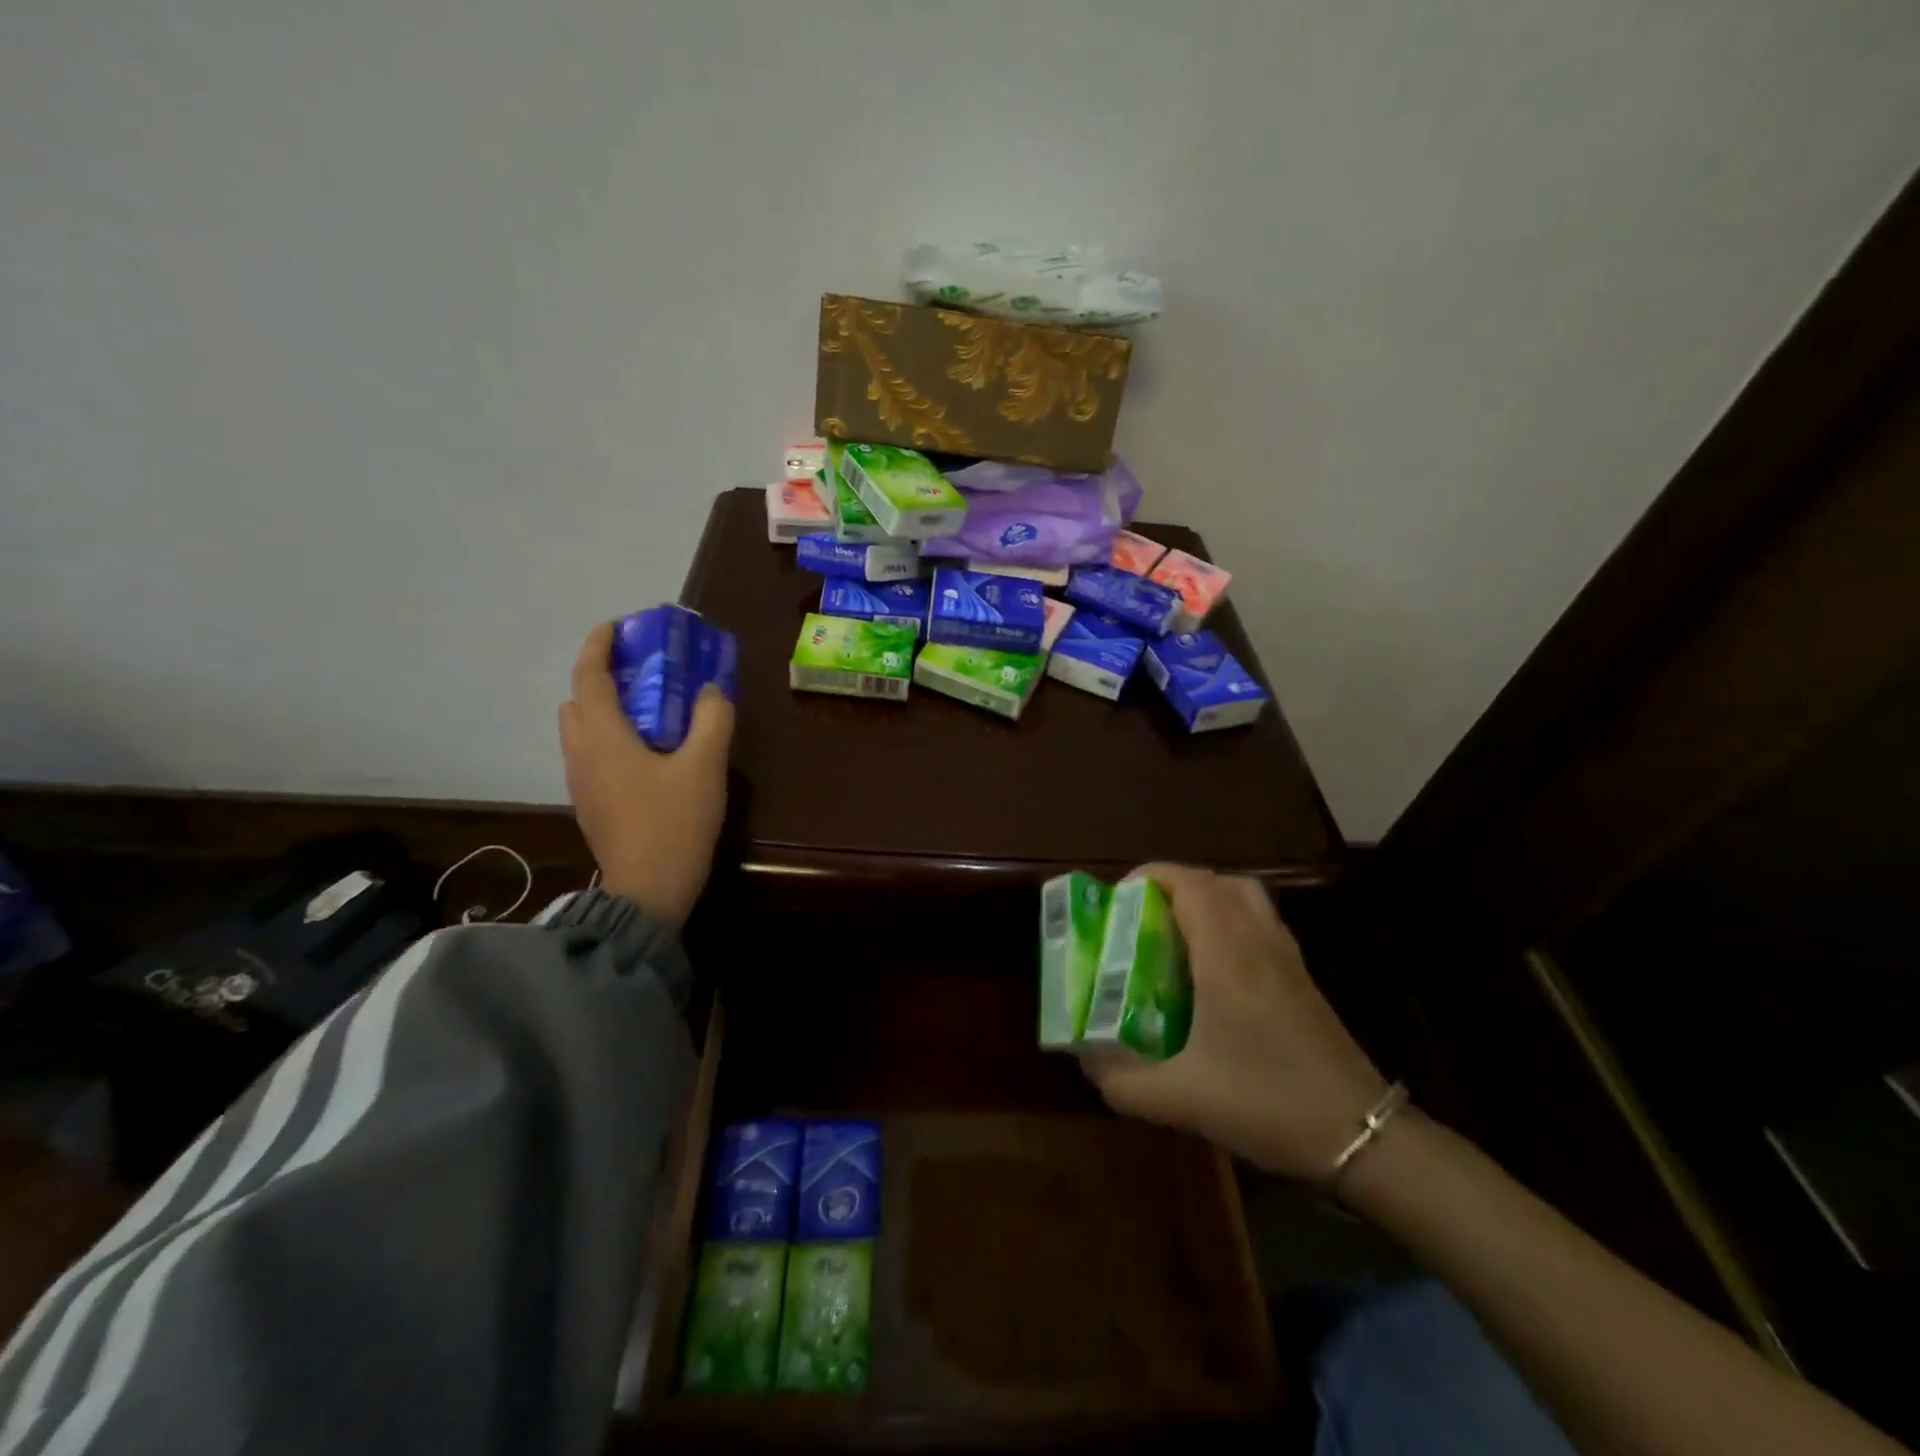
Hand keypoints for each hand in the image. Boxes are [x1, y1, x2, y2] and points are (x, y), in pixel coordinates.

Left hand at [557, 621, 734, 929]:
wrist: (647, 891)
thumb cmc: (674, 822)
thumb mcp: (705, 766)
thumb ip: (712, 719)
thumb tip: (711, 690)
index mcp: (603, 736)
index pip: (589, 675)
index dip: (600, 644)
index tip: (619, 626)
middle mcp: (581, 753)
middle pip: (578, 700)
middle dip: (602, 677)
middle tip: (642, 672)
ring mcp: (580, 782)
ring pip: (581, 730)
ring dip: (605, 709)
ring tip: (647, 712)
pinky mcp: (590, 804)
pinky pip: (591, 755)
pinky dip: (609, 738)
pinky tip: (647, 754)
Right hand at [1081, 864, 1387, 1181]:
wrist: (1363, 1136)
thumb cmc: (1268, 1104)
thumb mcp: (1181, 1100)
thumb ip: (1122, 1081)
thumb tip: (1085, 1061)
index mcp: (1227, 954)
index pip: (1189, 882)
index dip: (1149, 876)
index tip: (1117, 900)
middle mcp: (1258, 941)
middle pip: (1216, 881)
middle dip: (1172, 886)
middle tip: (1141, 918)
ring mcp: (1287, 957)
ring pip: (1245, 897)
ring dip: (1205, 900)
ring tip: (1173, 936)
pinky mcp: (1302, 978)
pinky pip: (1260, 923)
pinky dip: (1230, 922)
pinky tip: (1212, 971)